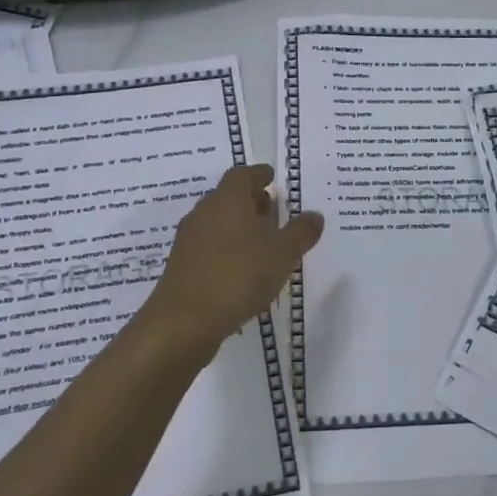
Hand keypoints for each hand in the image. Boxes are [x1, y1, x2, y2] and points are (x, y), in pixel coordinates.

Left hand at [141, 164, 323, 351]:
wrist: (185, 321)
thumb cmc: (238, 276)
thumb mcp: (283, 254)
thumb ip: (301, 232)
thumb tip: (314, 215)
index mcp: (228, 200)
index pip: (242, 174)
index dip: (259, 175)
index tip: (272, 179)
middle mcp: (204, 212)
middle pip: (228, 197)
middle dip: (251, 201)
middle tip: (273, 211)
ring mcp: (189, 240)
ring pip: (217, 222)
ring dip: (238, 226)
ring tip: (262, 243)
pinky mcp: (182, 265)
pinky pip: (209, 246)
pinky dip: (227, 248)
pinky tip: (242, 269)